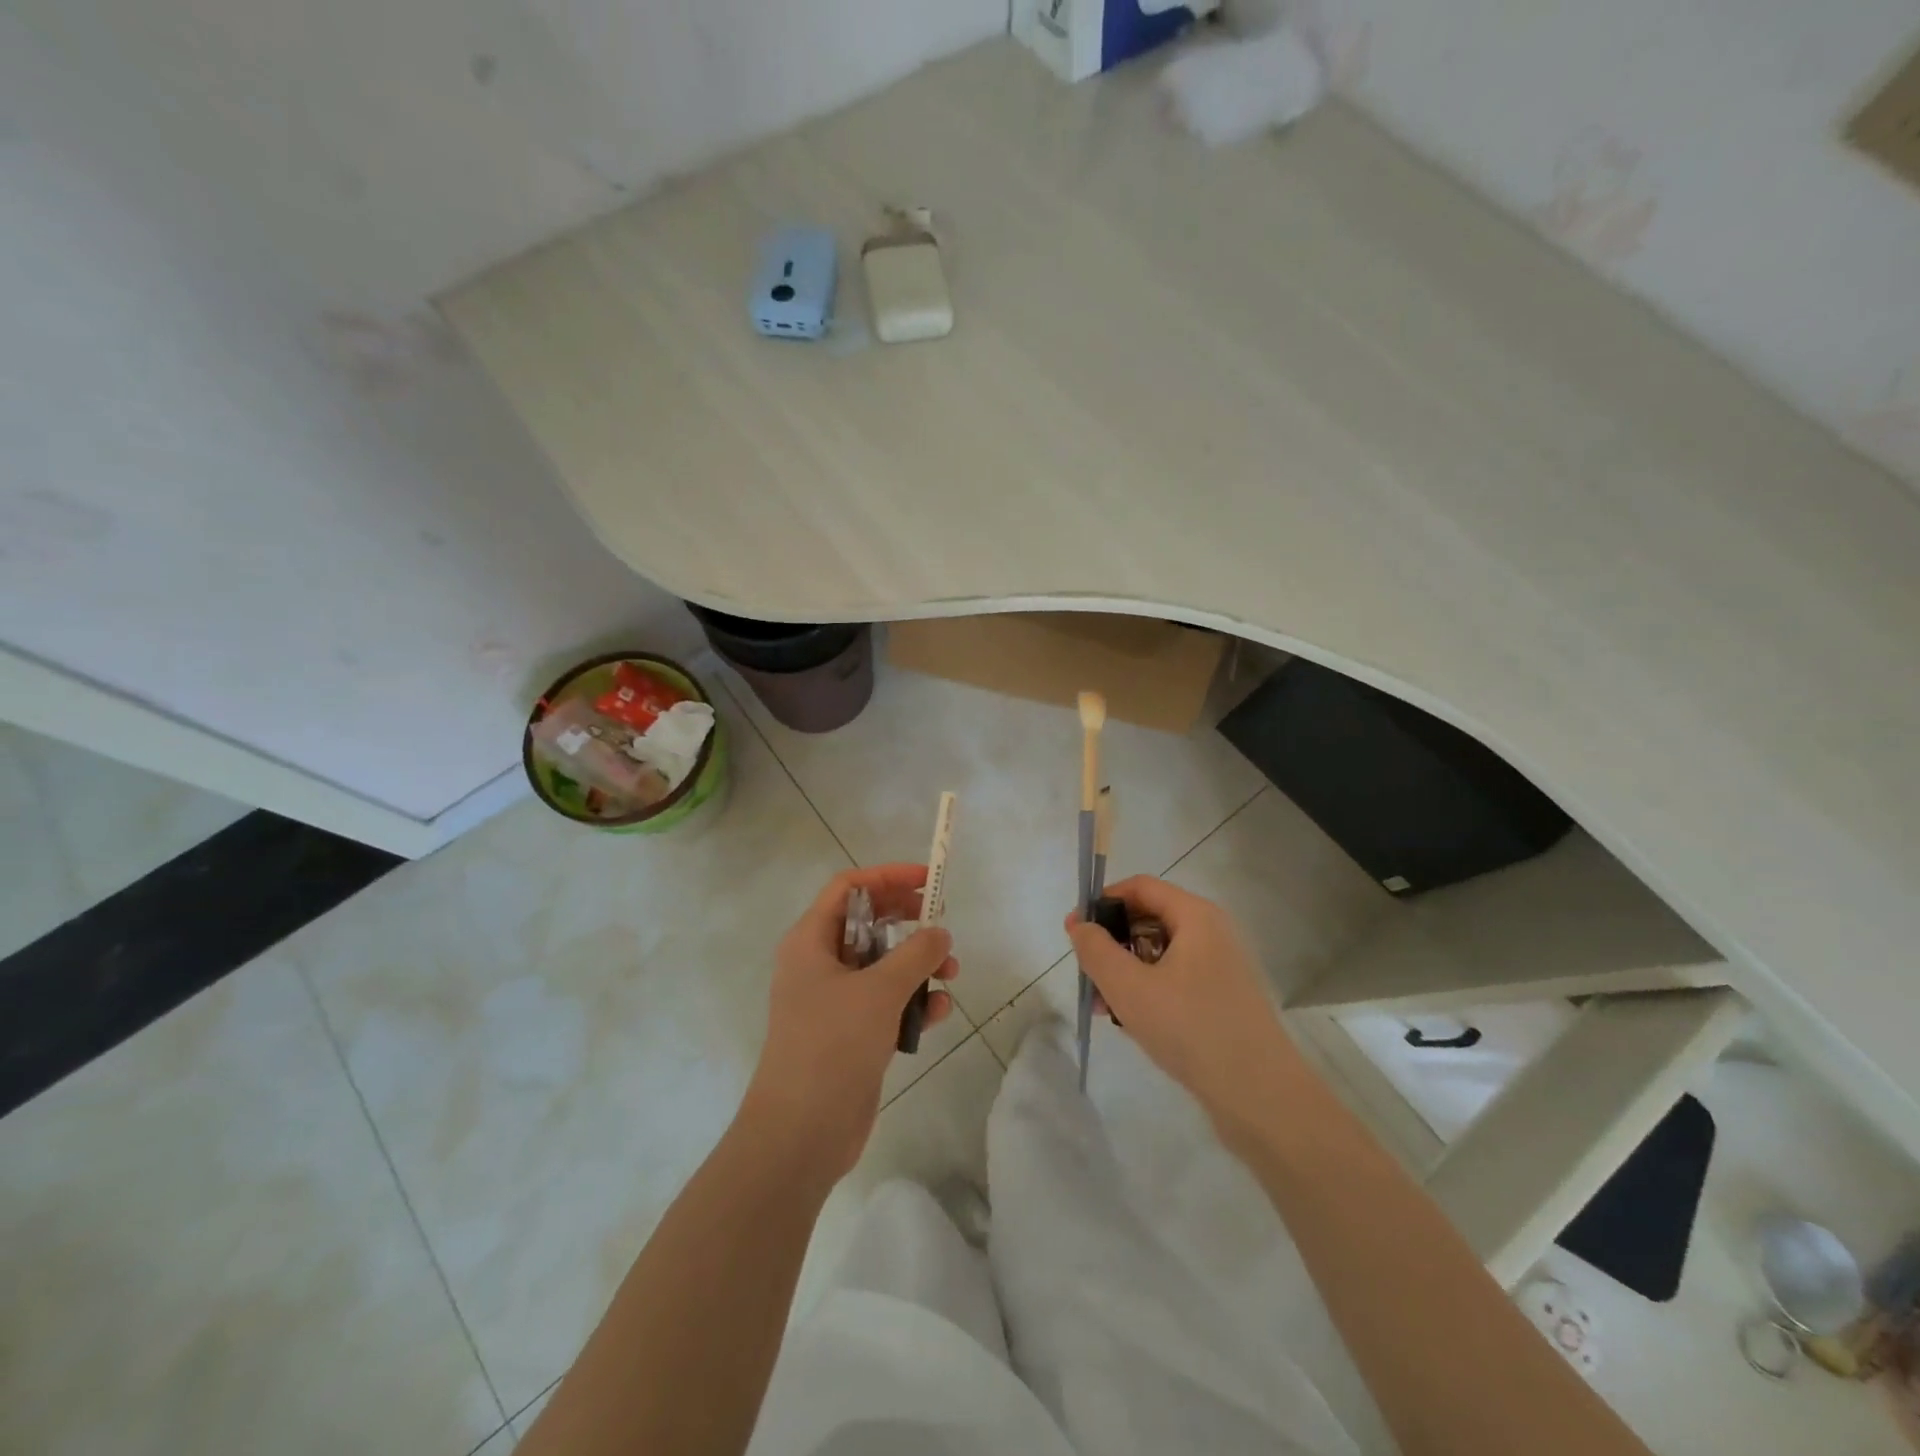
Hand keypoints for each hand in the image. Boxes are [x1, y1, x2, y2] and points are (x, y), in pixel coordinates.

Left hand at [743, 864, 957, 1178]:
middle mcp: (819, 964)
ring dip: (918, 965)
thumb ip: (916, 954)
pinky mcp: (851, 1034)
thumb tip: (939, 933)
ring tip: (951, 972)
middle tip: (942, 923)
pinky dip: (913, 1002)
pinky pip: (887, 1003)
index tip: (928, 881)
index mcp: (810, 941)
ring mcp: (835, 1001)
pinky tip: (939, 1013)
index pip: (849, 887)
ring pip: (882, 965)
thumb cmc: (832, 1045)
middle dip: (909, 922)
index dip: (888, 877)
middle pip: (869, 924)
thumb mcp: (879, 991)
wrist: (801, 1133)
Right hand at [1066, 876, 1305, 1136]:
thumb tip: (1079, 924)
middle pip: (1149, 919)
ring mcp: (1222, 967)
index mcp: (1196, 916)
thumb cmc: (1190, 1029)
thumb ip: (1096, 950)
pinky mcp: (1224, 999)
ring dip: (1127, 972)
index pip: (1140, 887)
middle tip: (1088, 975)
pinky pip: (1176, 979)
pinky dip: (1150, 991)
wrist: (1260, 1096)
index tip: (1076, 932)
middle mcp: (1213, 932)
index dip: (1103, 902)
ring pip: (1160, 953)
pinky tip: (1132, 1022)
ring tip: (1104, 1008)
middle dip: (1113, 943)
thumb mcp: (1129, 987)